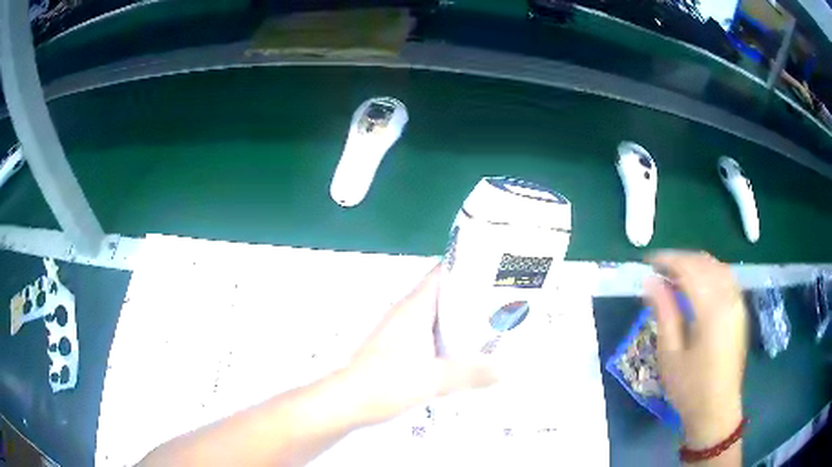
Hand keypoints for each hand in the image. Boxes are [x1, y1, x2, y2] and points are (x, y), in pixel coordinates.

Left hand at [339, 264, 497, 425]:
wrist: (347, 400)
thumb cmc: (387, 383)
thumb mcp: (435, 379)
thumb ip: (473, 374)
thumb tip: (507, 369)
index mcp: (415, 308)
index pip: (442, 273)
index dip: (468, 267)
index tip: (496, 270)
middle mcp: (406, 313)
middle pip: (443, 294)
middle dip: (472, 296)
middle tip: (503, 301)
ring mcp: (399, 330)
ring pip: (435, 316)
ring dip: (459, 319)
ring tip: (491, 324)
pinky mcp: (395, 347)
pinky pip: (427, 334)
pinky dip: (446, 336)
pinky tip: (463, 351)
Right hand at [645, 252, 746, 448]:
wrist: (716, 410)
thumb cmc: (689, 388)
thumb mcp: (670, 354)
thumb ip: (664, 312)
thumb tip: (650, 281)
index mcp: (712, 309)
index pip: (690, 269)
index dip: (668, 260)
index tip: (647, 262)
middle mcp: (729, 298)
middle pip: (705, 263)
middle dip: (681, 260)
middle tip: (658, 270)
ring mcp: (738, 303)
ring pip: (717, 267)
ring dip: (695, 264)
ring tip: (675, 276)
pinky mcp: (740, 310)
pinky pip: (726, 278)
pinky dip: (709, 273)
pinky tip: (697, 285)